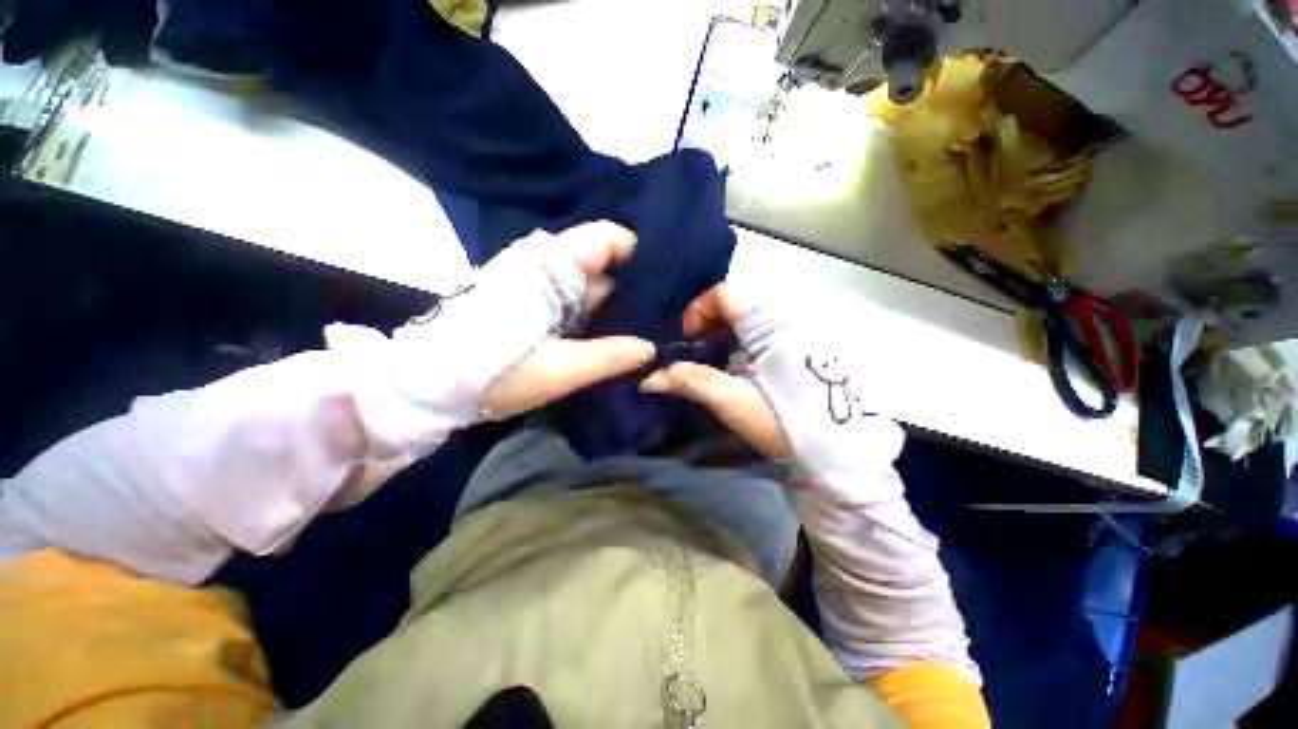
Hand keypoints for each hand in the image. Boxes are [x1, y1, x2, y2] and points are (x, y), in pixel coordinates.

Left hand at [481, 222, 656, 418]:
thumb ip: (608, 357)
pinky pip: (581, 302)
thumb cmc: (491, 373)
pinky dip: (602, 317)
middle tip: (671, 314)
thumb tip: (652, 348)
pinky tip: (622, 337)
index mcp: (551, 268)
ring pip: (596, 285)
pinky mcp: (539, 304)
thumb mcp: (556, 370)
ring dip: (622, 305)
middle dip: (639, 287)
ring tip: (655, 327)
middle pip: (607, 263)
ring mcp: (544, 286)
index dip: (642, 254)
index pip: (608, 238)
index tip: (670, 283)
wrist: (431, 384)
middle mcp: (550, 267)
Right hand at [639, 284, 791, 458]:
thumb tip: (648, 378)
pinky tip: (737, 365)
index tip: (689, 339)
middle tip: (697, 350)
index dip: (698, 310)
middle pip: (736, 302)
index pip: (724, 293)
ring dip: (724, 332)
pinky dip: (741, 340)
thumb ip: (691, 382)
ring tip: (713, 359)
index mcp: (768, 324)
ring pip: (749, 316)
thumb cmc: (785, 421)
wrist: (841, 449)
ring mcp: (795, 330)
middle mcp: (784, 318)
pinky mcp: (800, 345)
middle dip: (709, 322)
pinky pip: (762, 329)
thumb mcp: (733, 401)